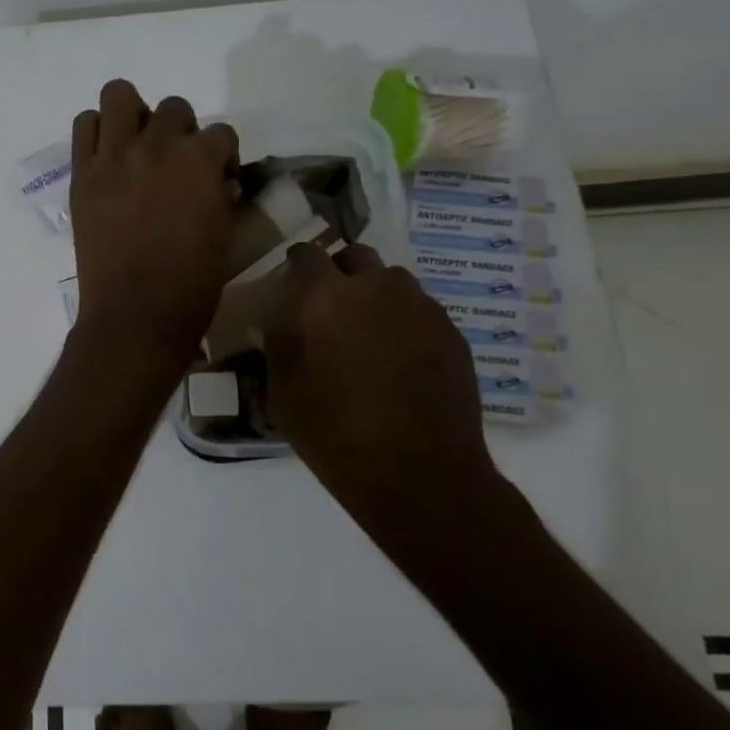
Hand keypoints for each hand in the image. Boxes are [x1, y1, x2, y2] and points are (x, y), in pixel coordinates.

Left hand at [69, 80, 238, 359]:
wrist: (135, 313)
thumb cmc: (191, 284)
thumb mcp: (223, 235)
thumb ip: (221, 197)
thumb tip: (218, 183)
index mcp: (200, 161)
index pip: (221, 132)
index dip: (223, 154)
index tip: (218, 177)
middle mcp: (157, 146)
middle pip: (174, 108)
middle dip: (181, 132)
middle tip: (174, 164)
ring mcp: (115, 156)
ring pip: (119, 95)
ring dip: (133, 114)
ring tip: (135, 145)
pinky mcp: (83, 173)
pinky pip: (85, 126)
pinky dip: (97, 133)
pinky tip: (107, 158)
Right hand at [268, 242, 502, 542]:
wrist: (421, 474)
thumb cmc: (336, 433)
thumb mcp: (283, 392)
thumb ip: (277, 346)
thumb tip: (277, 323)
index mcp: (328, 297)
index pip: (308, 254)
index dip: (297, 259)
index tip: (291, 271)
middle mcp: (378, 289)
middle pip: (357, 256)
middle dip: (340, 269)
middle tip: (329, 299)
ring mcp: (422, 309)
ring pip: (394, 280)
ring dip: (375, 291)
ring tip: (367, 326)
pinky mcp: (453, 334)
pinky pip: (421, 310)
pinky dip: (404, 319)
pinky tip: (398, 354)